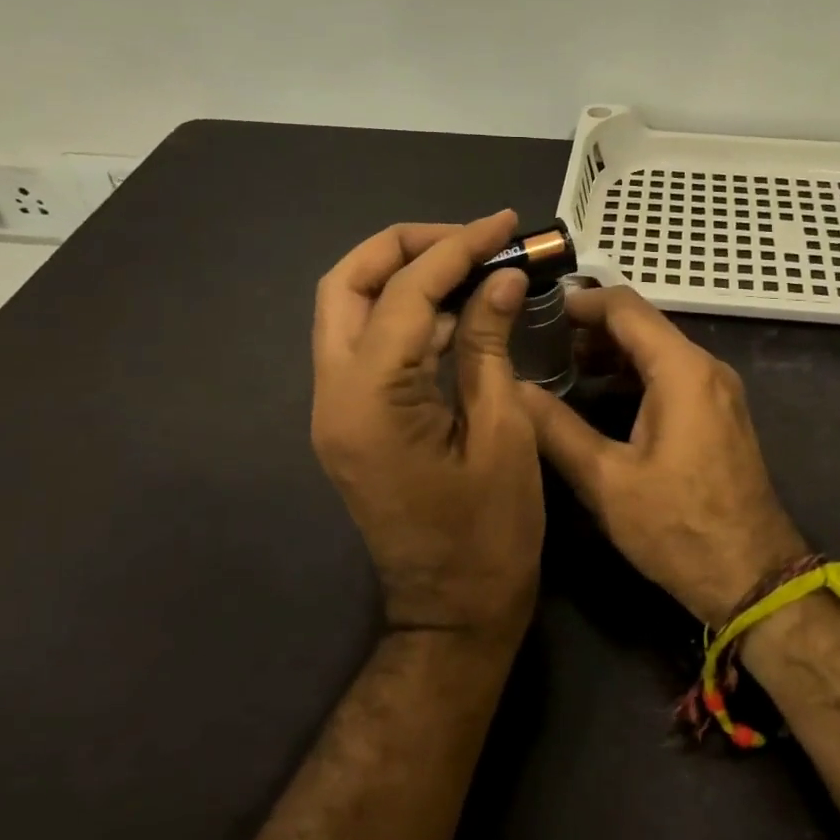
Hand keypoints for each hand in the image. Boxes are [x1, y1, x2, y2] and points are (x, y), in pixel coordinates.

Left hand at [311, 211, 543, 642]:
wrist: (452, 613)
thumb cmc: (490, 534)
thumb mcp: (503, 432)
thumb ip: (488, 345)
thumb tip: (498, 279)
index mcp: (371, 399)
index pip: (406, 291)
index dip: (459, 248)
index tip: (504, 225)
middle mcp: (334, 394)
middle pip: (348, 283)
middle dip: (408, 246)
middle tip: (472, 239)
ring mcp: (335, 408)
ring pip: (350, 310)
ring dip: (406, 277)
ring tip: (473, 267)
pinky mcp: (350, 421)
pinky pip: (368, 346)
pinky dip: (408, 316)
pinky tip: (458, 313)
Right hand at [521, 286, 805, 624]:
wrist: (752, 577)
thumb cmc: (677, 527)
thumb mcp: (606, 480)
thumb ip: (556, 428)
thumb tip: (513, 388)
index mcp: (681, 370)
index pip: (625, 306)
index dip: (579, 302)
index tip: (538, 311)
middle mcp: (706, 367)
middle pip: (643, 324)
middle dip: (591, 327)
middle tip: (541, 342)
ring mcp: (719, 390)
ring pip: (658, 349)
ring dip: (613, 351)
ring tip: (562, 367)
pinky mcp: (720, 413)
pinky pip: (673, 374)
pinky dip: (636, 372)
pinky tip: (602, 393)